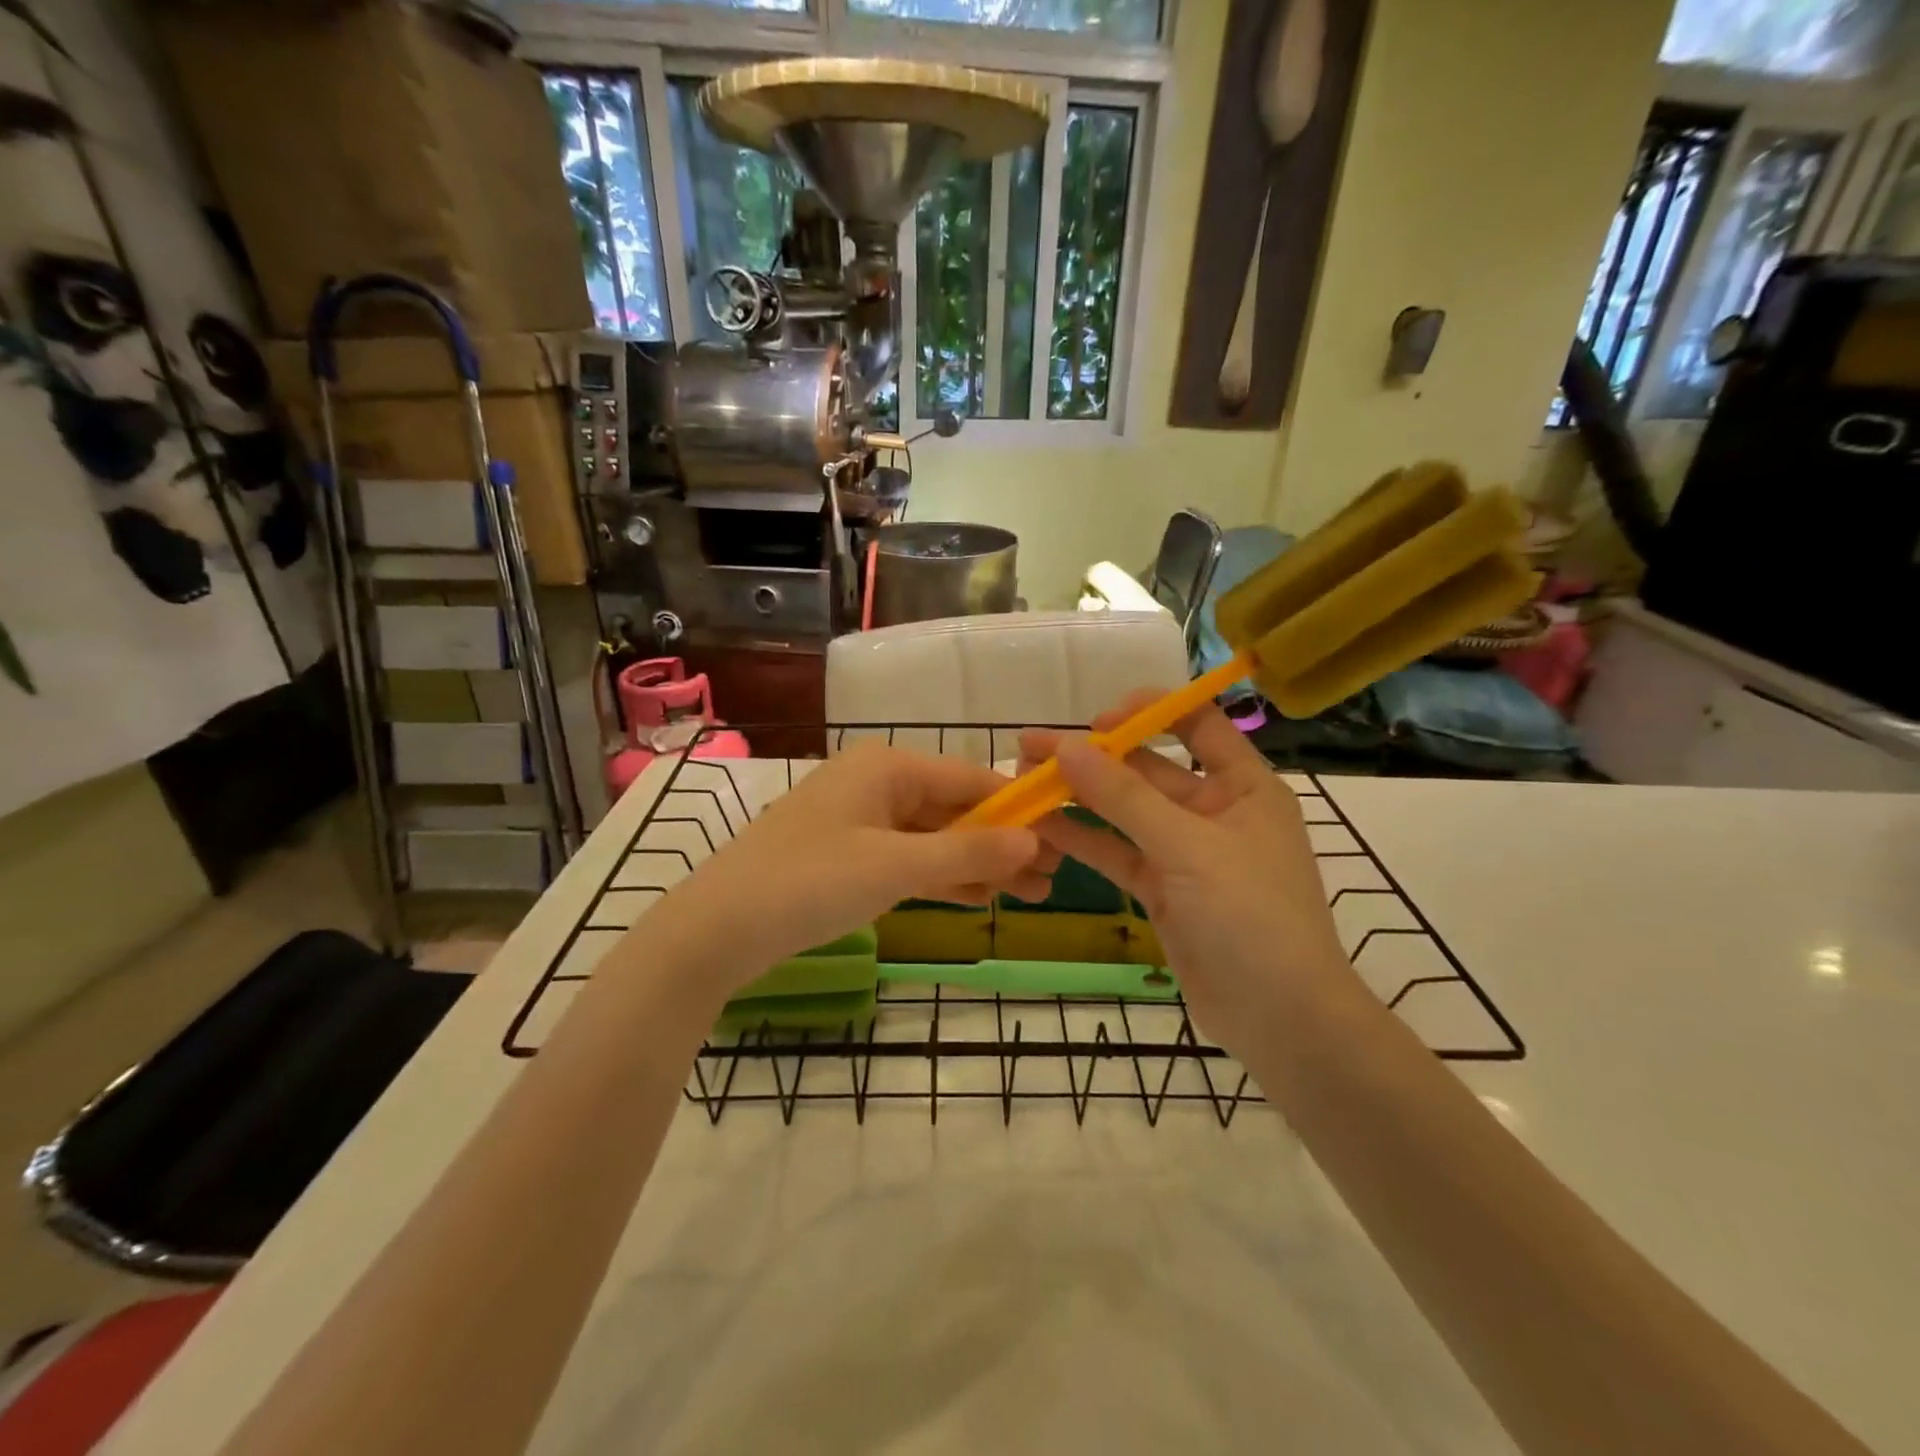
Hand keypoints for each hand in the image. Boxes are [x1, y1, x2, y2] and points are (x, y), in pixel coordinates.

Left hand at [646, 743, 1054, 999]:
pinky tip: (979, 898)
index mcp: (888, 767)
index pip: (971, 779)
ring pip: (934, 838)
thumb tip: (1034, 841)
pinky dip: (941, 877)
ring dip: (978, 865)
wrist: (716, 929)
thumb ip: (967, 854)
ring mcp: (861, 821)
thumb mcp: (895, 867)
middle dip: (1002, 843)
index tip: (1063, 837)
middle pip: (955, 809)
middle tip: (1054, 879)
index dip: (1018, 808)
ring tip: (1029, 895)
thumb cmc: (809, 883)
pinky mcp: (848, 855)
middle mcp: (877, 783)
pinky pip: (908, 859)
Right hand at [1019, 693, 1351, 1048]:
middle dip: (1093, 757)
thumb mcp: (1188, 848)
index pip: (1197, 723)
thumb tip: (1068, 746)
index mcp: (1243, 785)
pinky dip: (1083, 840)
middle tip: (1032, 746)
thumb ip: (1125, 797)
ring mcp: (1185, 852)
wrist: (1281, 1021)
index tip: (1096, 721)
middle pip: (1148, 768)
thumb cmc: (1252, 917)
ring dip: (1079, 797)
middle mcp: (1214, 809)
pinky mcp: (1163, 889)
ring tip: (1023, 781)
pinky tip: (1040, 827)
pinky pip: (1119, 853)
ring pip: (1125, 812)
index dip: (1147, 713)